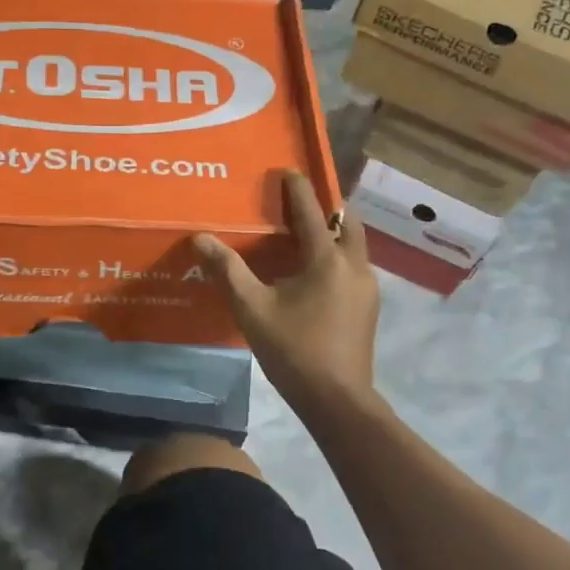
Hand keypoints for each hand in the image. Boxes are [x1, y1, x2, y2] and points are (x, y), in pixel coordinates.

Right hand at [194, 170, 378, 409]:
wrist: (337, 399)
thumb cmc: (293, 350)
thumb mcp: (252, 309)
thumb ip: (228, 270)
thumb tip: (201, 239)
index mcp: (327, 259)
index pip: (312, 211)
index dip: (297, 189)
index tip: (286, 171)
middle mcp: (354, 265)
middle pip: (346, 221)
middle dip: (326, 206)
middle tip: (299, 203)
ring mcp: (367, 287)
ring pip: (354, 245)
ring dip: (333, 232)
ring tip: (305, 234)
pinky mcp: (368, 307)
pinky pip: (354, 267)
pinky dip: (336, 256)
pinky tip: (314, 273)